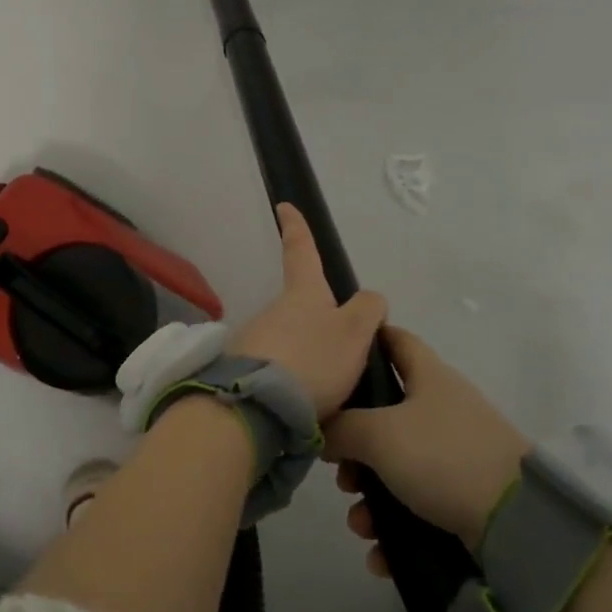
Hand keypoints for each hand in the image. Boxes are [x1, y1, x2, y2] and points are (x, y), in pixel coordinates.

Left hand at [228, 204, 387, 420]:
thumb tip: (369, 300)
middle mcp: (272, 310)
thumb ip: (368, 310)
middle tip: (340, 357)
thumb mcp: (355, 332)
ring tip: (326, 393)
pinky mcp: (242, 371)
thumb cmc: (313, 359)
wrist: (257, 404)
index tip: (283, 205)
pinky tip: (302, 405)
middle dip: (316, 324)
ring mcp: (253, 339)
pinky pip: (275, 370)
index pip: (301, 251)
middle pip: (299, 307)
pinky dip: (290, 381)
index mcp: (302, 294)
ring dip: (305, 358)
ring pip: (287, 342)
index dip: (296, 227)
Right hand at [322, 325, 532, 573]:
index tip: (332, 359)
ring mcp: (457, 454)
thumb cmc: (443, 457)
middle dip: (354, 445)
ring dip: (371, 496)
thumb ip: (340, 427)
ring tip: (361, 523)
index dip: (364, 341)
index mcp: (429, 377)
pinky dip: (396, 528)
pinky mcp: (466, 496)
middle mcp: (443, 409)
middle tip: (340, 470)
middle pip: (384, 414)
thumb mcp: (378, 434)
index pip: (394, 340)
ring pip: (397, 466)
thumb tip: (324, 432)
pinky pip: (417, 506)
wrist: (519, 523)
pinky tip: (380, 553)